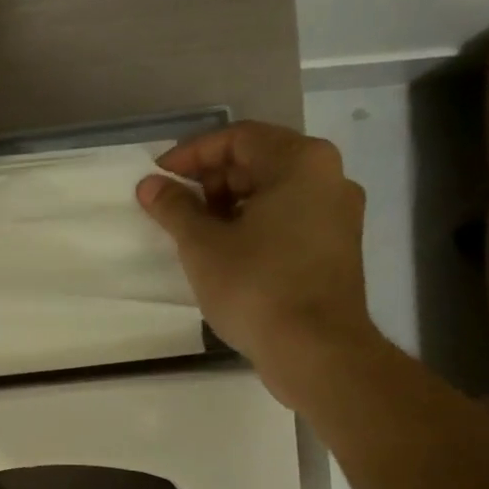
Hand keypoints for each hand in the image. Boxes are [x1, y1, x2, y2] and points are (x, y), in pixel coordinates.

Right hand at [137, 122, 377, 408]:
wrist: (316, 350)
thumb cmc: (256, 287)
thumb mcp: (202, 245)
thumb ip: (174, 207)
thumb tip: (150, 184)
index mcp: (300, 162)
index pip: (237, 138)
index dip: (191, 154)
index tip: (158, 178)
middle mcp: (328, 177)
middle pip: (258, 161)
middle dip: (210, 180)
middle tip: (174, 208)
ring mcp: (338, 214)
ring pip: (273, 192)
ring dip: (229, 204)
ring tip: (194, 233)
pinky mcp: (336, 247)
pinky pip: (287, 218)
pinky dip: (253, 224)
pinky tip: (224, 252)